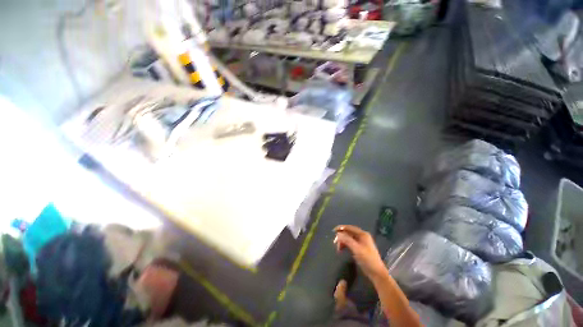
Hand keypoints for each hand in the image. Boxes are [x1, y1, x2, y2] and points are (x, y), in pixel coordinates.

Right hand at [333, 225, 387, 281]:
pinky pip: (350, 243)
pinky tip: (342, 249)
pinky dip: (345, 245)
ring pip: (349, 238)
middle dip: (341, 236)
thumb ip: (347, 240)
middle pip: (349, 233)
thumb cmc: (367, 259)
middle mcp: (362, 236)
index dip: (341, 228)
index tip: (333, 231)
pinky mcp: (360, 249)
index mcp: (363, 234)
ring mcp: (361, 242)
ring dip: (343, 241)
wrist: (377, 273)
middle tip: (335, 242)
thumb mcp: (356, 249)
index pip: (349, 228)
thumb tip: (338, 234)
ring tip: (339, 248)